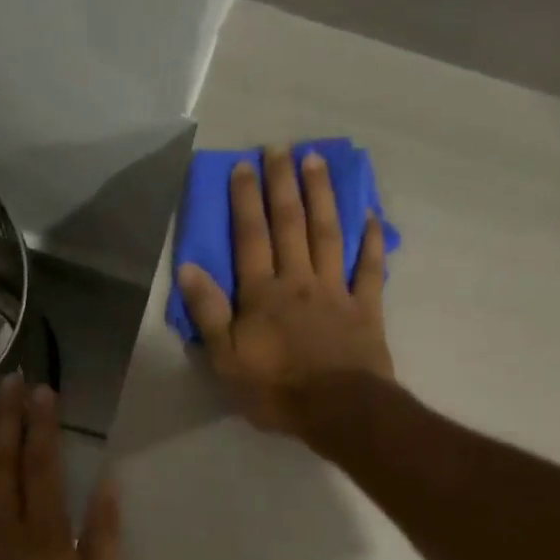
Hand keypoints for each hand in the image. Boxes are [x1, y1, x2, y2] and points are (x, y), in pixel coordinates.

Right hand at [176, 146, 393, 438]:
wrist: (338, 411)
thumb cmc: (276, 389)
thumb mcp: (226, 359)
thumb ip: (209, 312)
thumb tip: (189, 267)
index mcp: (263, 293)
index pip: (251, 236)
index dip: (245, 200)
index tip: (244, 165)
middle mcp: (299, 280)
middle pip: (291, 224)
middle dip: (283, 184)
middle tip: (281, 147)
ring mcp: (336, 290)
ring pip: (329, 233)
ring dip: (322, 195)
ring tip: (317, 160)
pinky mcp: (366, 307)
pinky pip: (370, 268)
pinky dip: (371, 241)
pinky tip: (370, 214)